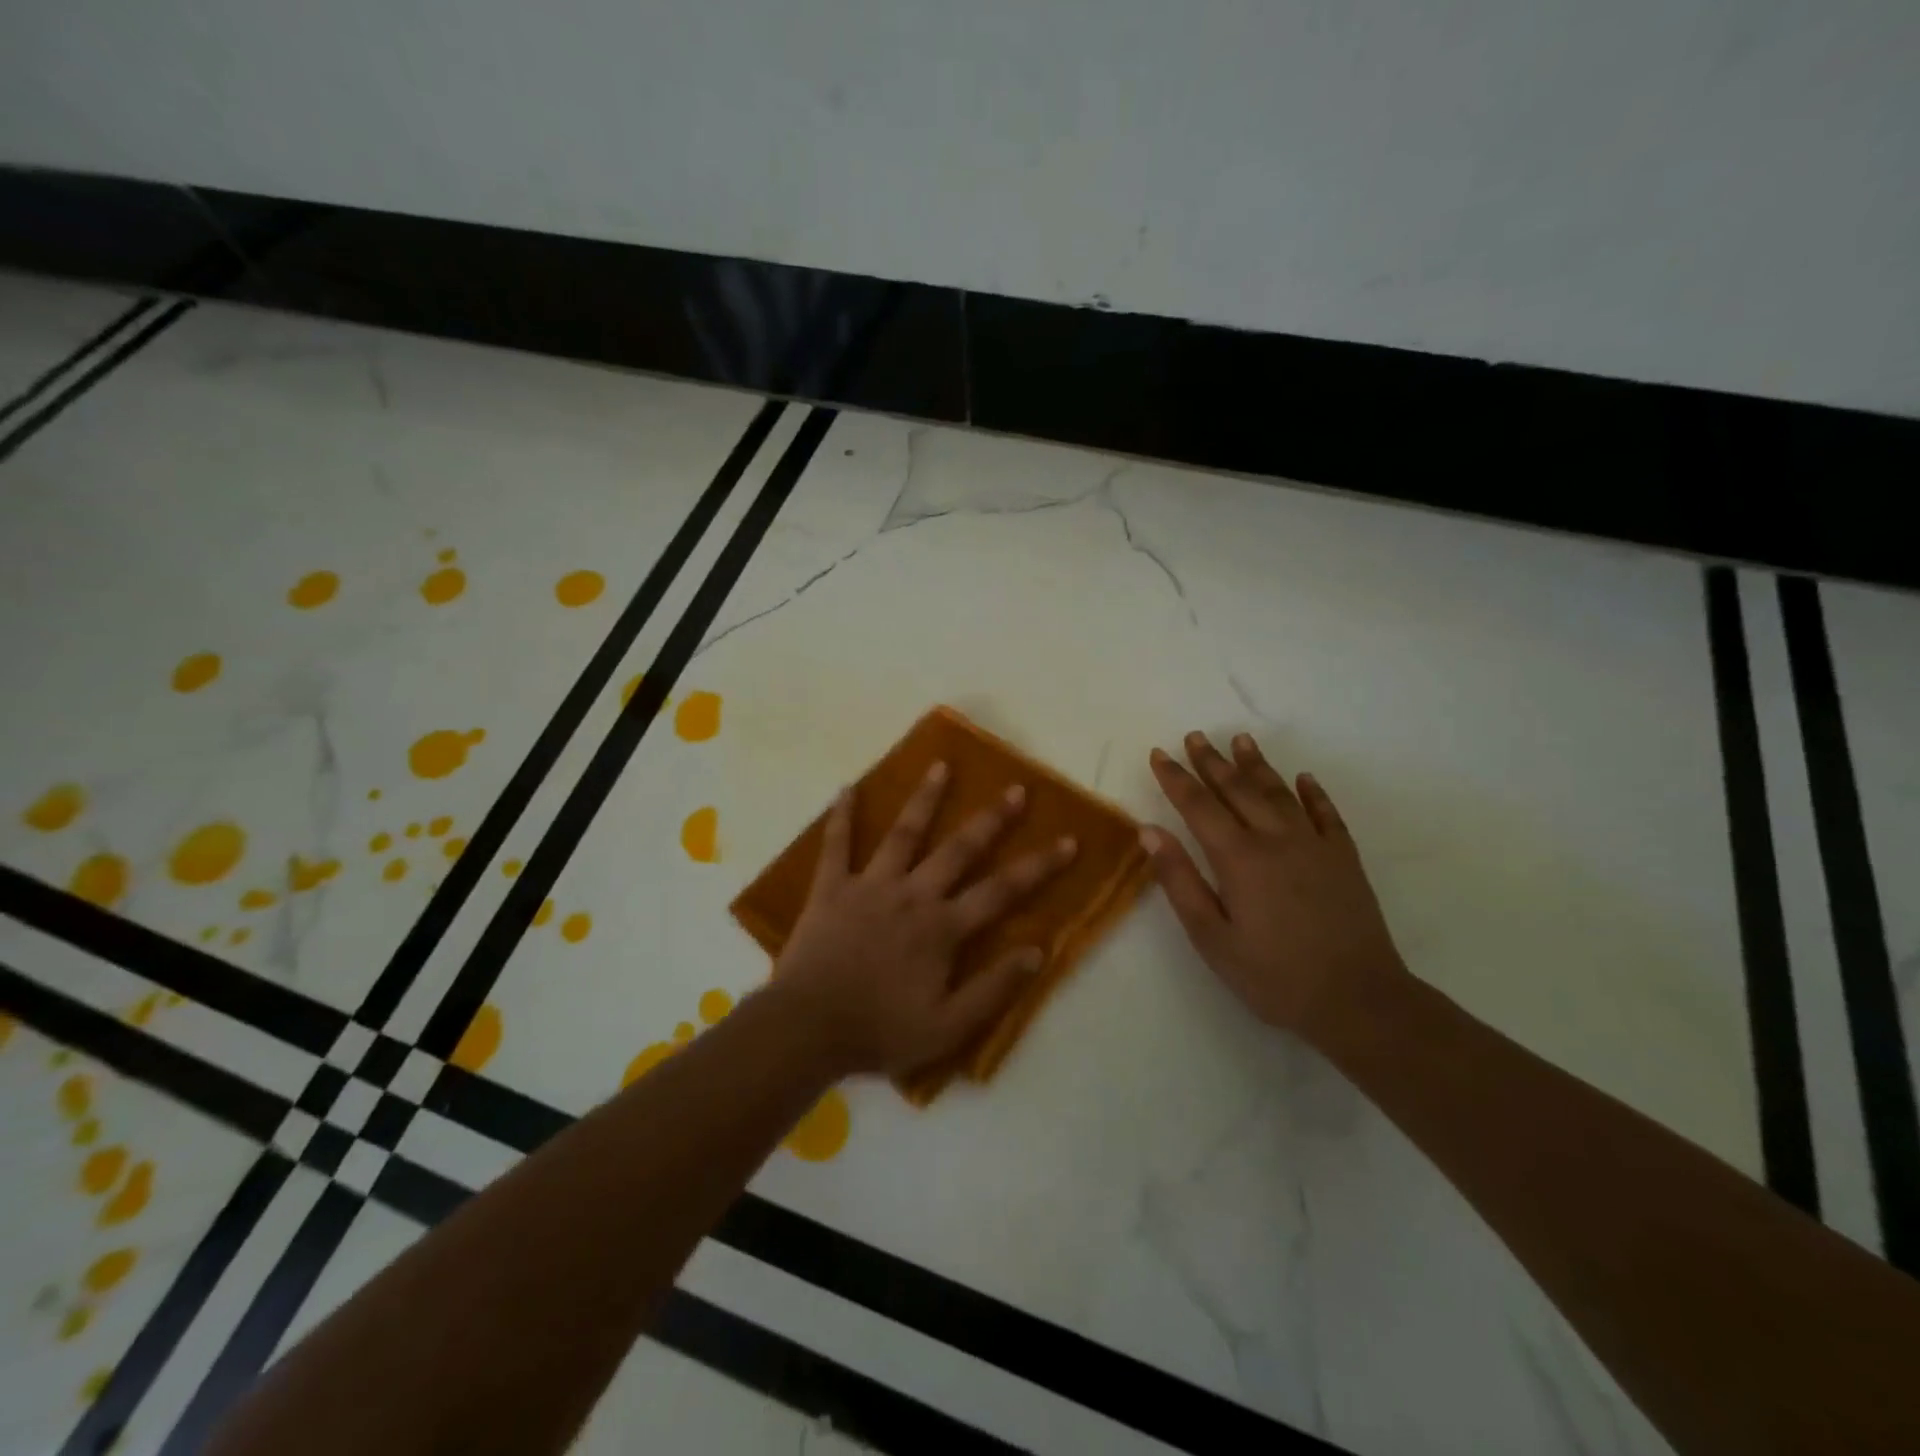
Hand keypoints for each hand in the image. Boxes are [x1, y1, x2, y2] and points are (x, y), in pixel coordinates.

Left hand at [774, 763, 1078, 1076]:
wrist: (807, 1029)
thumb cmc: (880, 1030)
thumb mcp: (948, 1027)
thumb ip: (993, 989)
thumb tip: (1037, 951)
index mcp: (942, 927)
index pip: (1002, 891)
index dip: (1039, 866)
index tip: (1068, 840)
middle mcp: (912, 895)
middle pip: (959, 849)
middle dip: (991, 819)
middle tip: (1016, 789)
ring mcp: (870, 885)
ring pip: (903, 834)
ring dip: (924, 799)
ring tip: (941, 765)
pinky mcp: (831, 888)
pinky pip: (836, 845)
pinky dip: (842, 816)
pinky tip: (846, 787)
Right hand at [1144, 731, 1405, 1040]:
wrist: (1358, 1000)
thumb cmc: (1273, 975)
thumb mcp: (1211, 937)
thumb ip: (1179, 879)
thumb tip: (1149, 830)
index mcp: (1238, 857)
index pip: (1198, 805)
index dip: (1175, 778)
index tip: (1158, 754)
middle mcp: (1275, 838)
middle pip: (1237, 789)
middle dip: (1212, 761)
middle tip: (1195, 736)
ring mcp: (1314, 845)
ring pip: (1279, 792)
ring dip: (1256, 764)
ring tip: (1240, 740)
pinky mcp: (1344, 858)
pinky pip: (1326, 813)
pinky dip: (1313, 792)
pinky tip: (1303, 777)